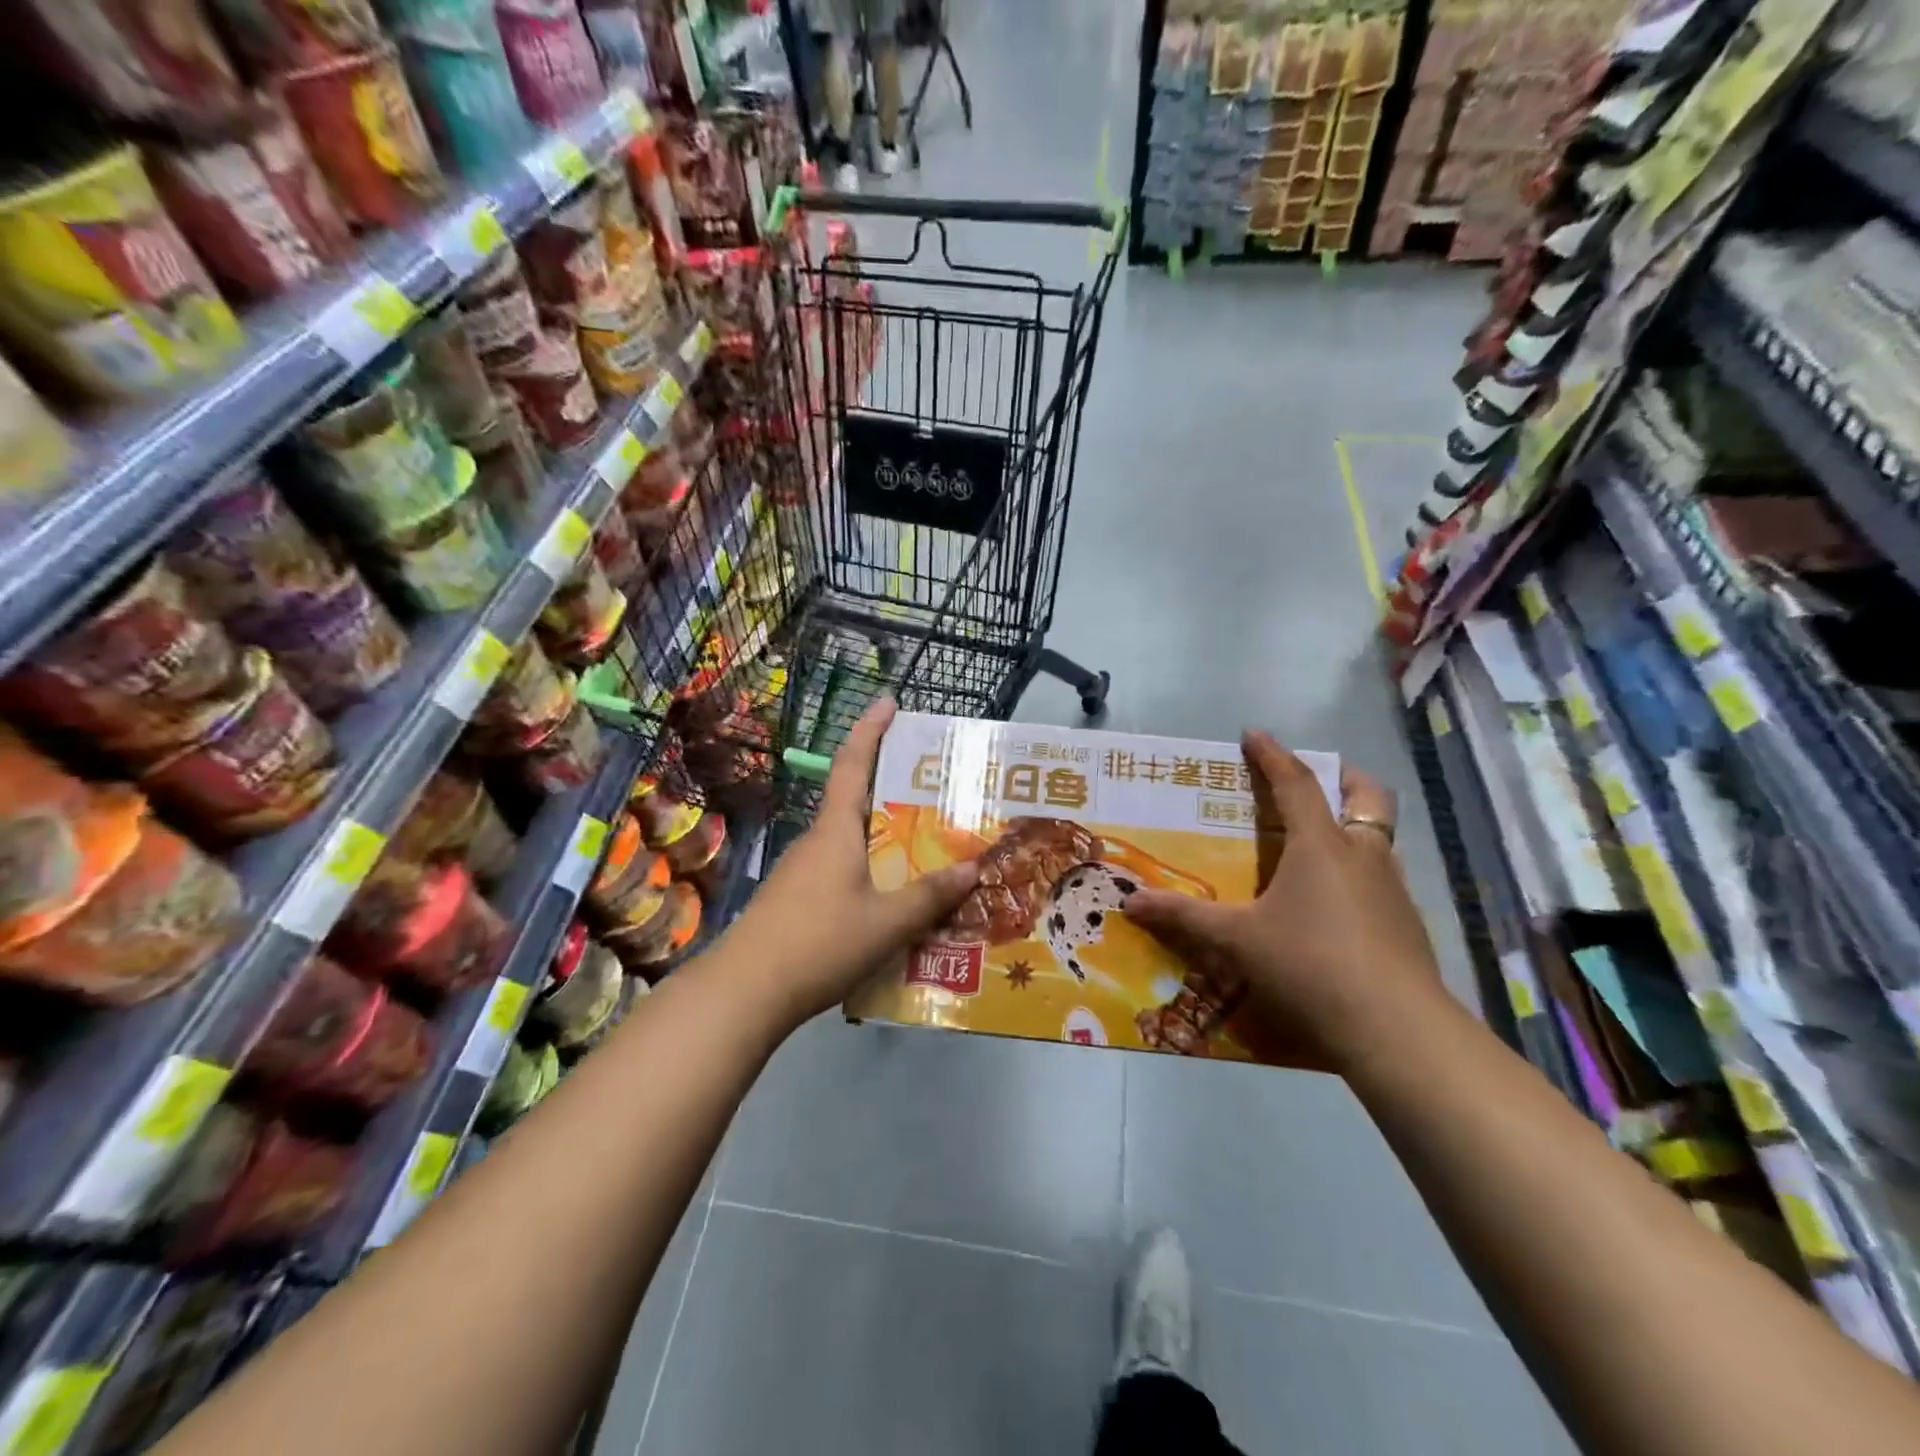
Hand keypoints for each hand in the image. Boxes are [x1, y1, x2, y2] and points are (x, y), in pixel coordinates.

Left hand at [724, 698, 977, 1026]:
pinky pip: (840, 874)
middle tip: (934, 794)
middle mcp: (816, 842)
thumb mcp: (886, 922)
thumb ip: (929, 896)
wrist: (744, 992)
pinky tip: (890, 904)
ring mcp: (800, 873)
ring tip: (925, 853)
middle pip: (855, 803)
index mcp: (836, 831)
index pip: (852, 764)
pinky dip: (868, 874)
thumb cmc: (819, 942)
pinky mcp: (793, 902)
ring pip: (850, 844)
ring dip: (883, 841)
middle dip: (891, 792)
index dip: (870, 729)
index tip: (889, 701)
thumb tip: (973, 868)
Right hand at [1125, 731, 1443, 1068]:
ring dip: (1353, 826)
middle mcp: (1362, 855)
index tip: (1254, 734)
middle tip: (1317, 777)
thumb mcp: (1237, 940)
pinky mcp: (1408, 924)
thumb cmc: (1309, 964)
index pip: (1296, 783)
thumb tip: (1130, 902)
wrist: (1396, 1029)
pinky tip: (1337, 904)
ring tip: (1320, 843)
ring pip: (1378, 837)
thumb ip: (1184, 917)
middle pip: (1365, 795)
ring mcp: (1393, 889)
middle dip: (1342, 776)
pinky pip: (1383, 877)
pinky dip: (1360, 871)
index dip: (1272, 755)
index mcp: (1320, 845)